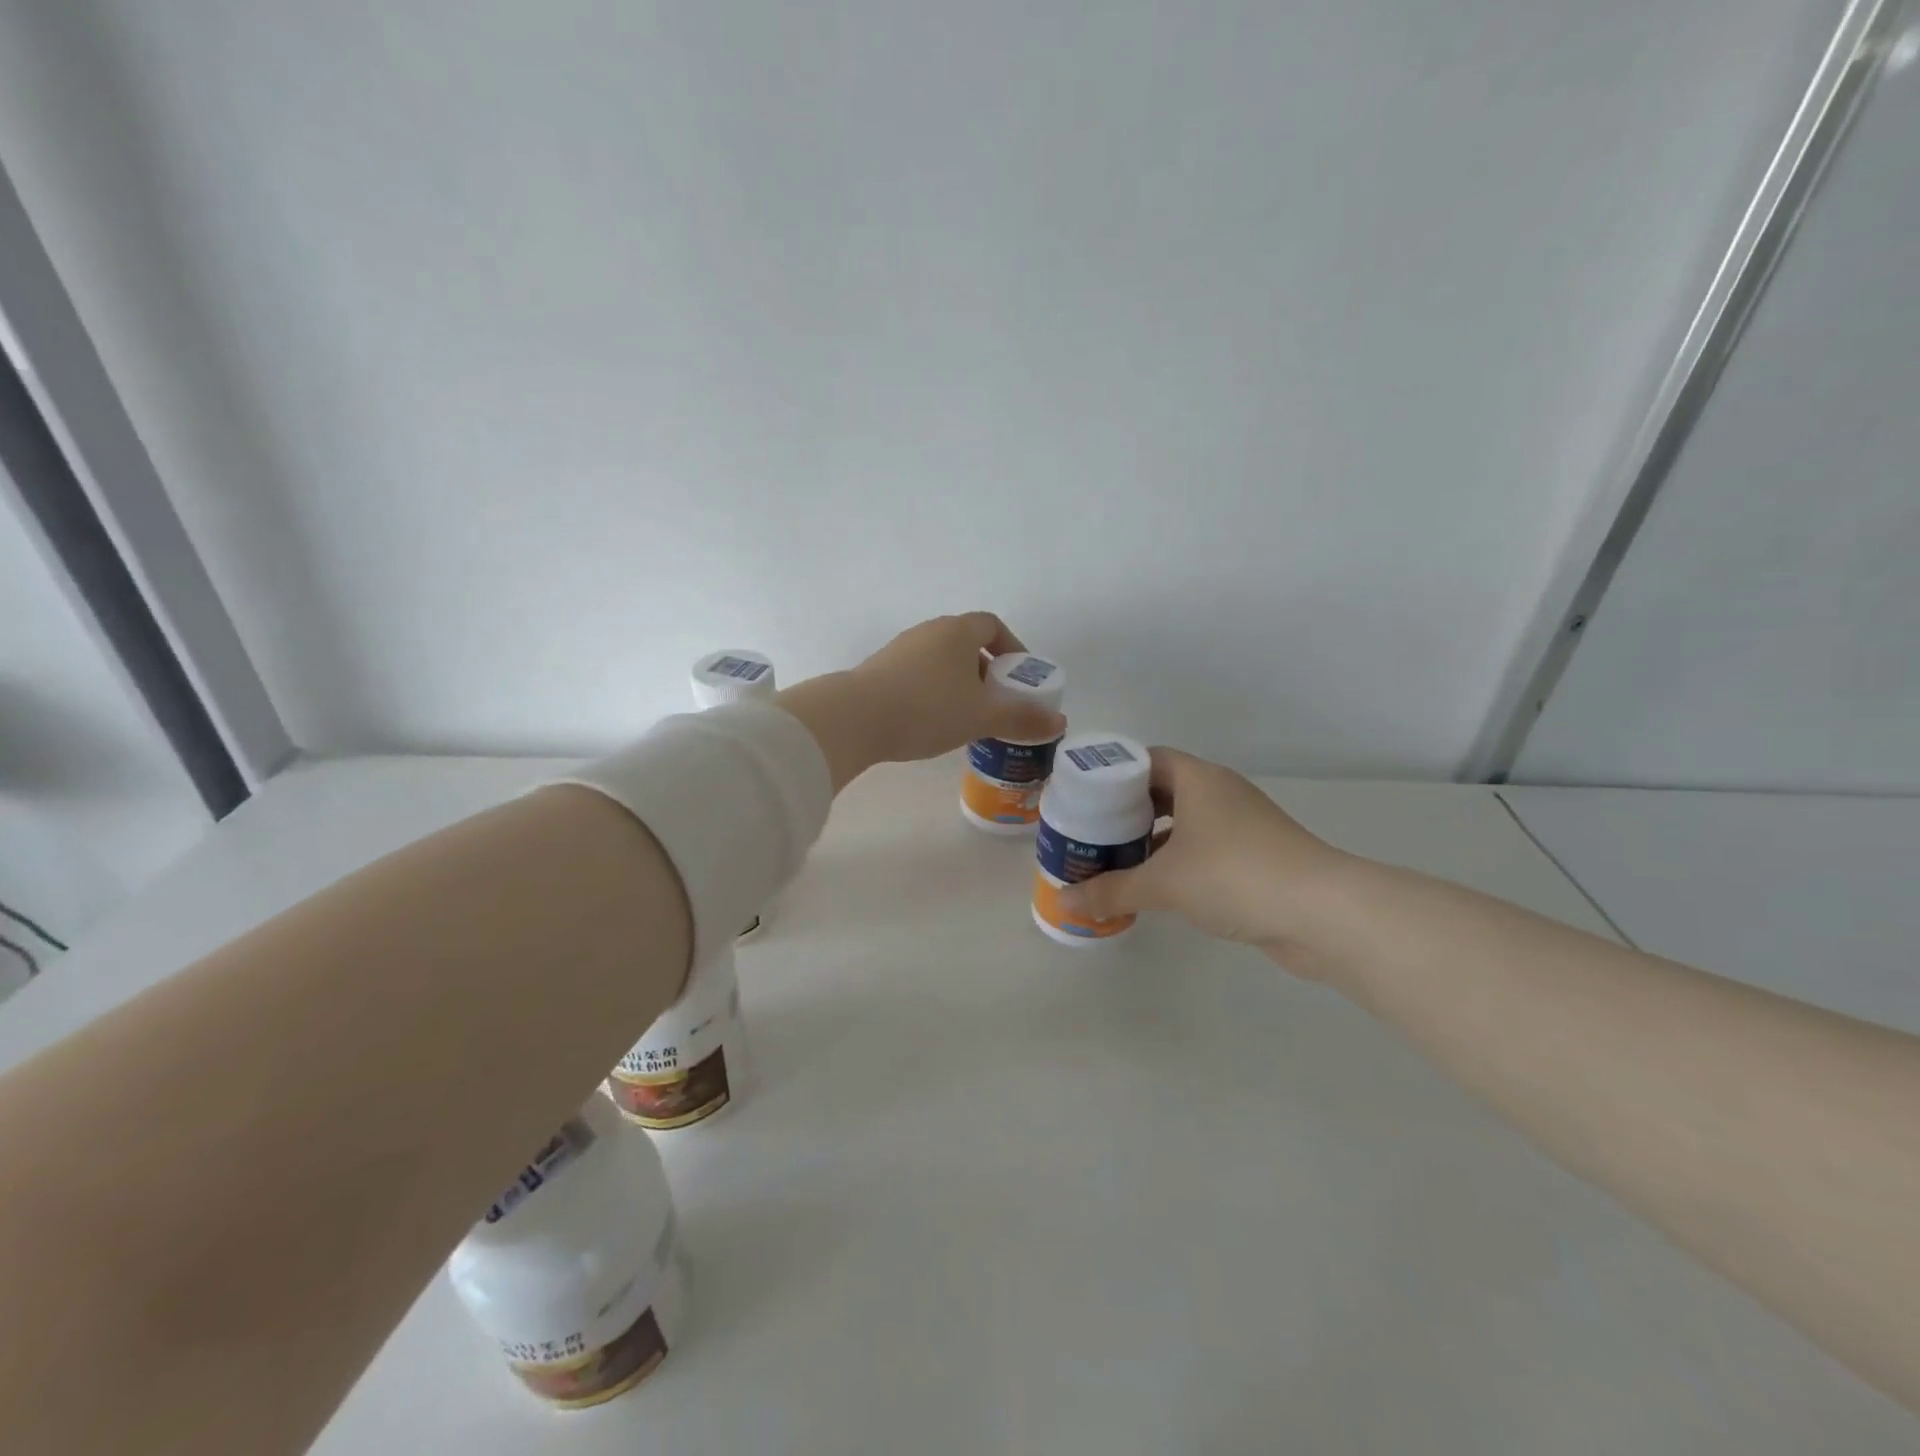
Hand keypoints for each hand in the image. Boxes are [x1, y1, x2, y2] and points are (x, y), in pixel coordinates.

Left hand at [778, 613, 1065, 789]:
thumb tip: (1059, 723)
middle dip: (986, 671)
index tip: (1019, 676)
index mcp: (956, 632)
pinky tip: (932, 722)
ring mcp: (899, 649)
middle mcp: (928, 631)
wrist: (854, 719)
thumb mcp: (981, 717)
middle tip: (996, 702)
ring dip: (959, 683)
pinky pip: (918, 675)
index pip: (992, 625)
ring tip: (967, 717)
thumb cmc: (927, 709)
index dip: (1011, 647)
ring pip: (941, 661)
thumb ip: (1021, 718)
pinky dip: (933, 691)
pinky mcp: (878, 670)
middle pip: (966, 643)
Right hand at [1057, 748, 1352, 965]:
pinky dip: (1177, 860)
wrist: (1323, 914)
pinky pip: (1203, 848)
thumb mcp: (1164, 883)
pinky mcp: (1255, 856)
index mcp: (1198, 779)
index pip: (1145, 759)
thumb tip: (1066, 902)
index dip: (1111, 774)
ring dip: (1151, 838)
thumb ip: (1111, 891)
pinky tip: (1155, 885)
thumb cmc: (1234, 876)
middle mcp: (1220, 793)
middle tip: (1090, 831)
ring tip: (1114, 859)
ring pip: (1184, 821)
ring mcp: (1242, 825)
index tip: (1082, 797)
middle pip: (1162, 790)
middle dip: (1125, 810)